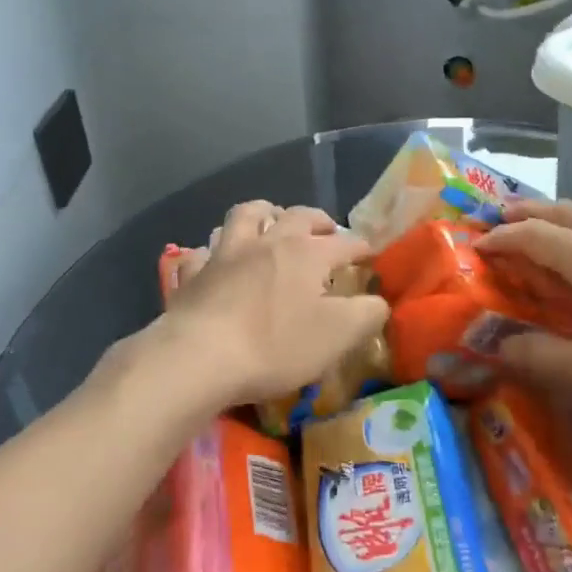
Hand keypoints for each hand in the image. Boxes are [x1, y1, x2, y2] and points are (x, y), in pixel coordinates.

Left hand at [150, 201, 386, 411]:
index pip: (344, 242)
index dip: (361, 248)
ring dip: (262, 214)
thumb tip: (378, 301)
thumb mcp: (337, 336)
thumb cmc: (275, 345)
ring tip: (270, 223)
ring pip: (245, 216)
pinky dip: (212, 252)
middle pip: (296, 215)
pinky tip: (215, 260)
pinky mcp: (193, 274)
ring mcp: (225, 254)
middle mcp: (267, 242)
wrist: (198, 357)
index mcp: (306, 253)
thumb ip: (366, 315)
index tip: (371, 255)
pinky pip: (202, 252)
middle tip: (326, 230)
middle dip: (317, 219)